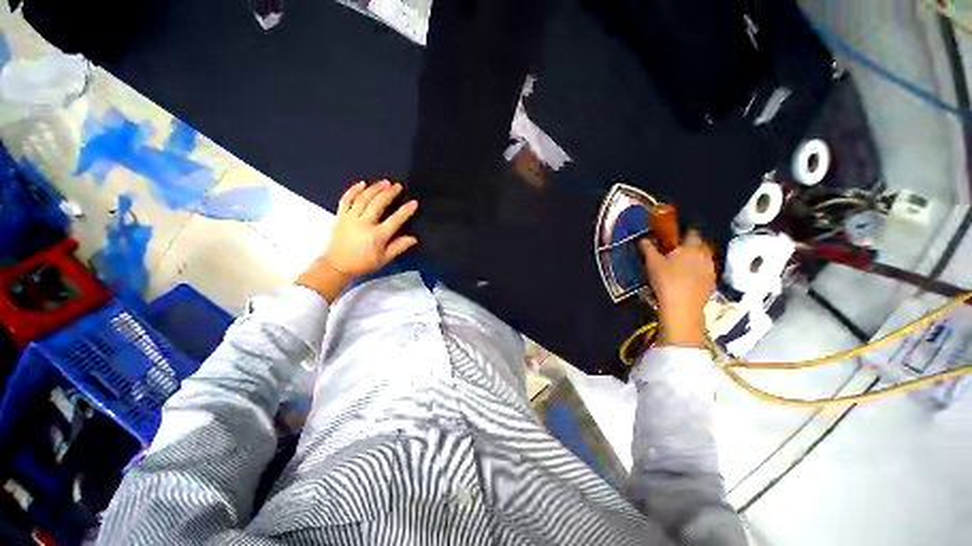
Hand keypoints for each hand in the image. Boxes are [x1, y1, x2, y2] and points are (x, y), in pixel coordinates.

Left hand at [297, 180, 417, 300]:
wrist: (337, 265)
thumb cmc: (363, 263)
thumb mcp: (384, 259)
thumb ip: (398, 247)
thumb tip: (413, 239)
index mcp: (377, 236)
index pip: (395, 220)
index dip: (405, 211)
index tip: (413, 203)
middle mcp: (364, 224)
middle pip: (378, 204)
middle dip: (389, 193)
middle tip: (397, 186)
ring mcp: (350, 218)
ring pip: (363, 199)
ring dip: (375, 188)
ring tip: (384, 182)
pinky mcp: (341, 216)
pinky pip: (346, 199)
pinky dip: (353, 190)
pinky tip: (362, 183)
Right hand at [640, 230, 714, 347]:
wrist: (682, 307)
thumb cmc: (666, 280)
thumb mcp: (652, 263)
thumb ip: (648, 249)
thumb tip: (644, 239)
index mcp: (692, 247)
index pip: (691, 232)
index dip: (683, 233)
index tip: (673, 238)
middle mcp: (705, 255)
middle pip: (700, 245)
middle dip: (690, 246)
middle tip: (675, 252)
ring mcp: (711, 270)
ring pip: (703, 259)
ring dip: (694, 260)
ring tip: (680, 267)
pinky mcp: (712, 283)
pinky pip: (705, 271)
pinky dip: (697, 272)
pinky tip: (686, 279)